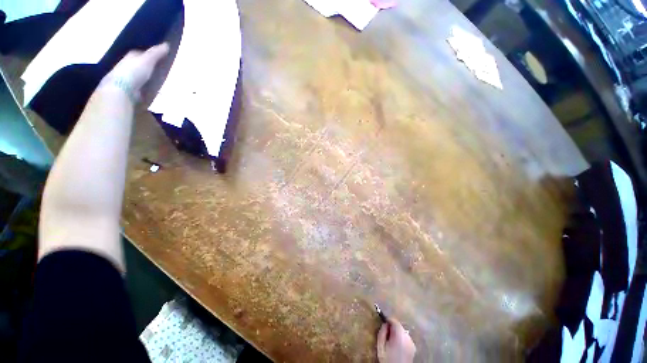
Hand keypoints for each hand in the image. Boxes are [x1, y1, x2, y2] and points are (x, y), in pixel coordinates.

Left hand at [101, 43, 169, 101]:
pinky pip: (142, 85)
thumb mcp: (147, 60)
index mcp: (131, 56)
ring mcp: (128, 78)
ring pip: (140, 74)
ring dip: (147, 76)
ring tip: (159, 79)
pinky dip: (147, 86)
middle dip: (148, 65)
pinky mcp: (131, 89)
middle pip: (140, 63)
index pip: (140, 52)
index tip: (159, 56)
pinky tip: (153, 88)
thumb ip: (156, 53)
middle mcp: (128, 65)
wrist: (122, 89)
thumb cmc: (134, 71)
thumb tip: (167, 44)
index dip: (149, 53)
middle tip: (160, 68)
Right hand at [377, 318, 415, 362]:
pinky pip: (406, 338)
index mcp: (400, 336)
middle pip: (400, 326)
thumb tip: (384, 324)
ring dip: (397, 332)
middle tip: (386, 331)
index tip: (383, 321)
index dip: (388, 320)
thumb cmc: (388, 360)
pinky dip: (401, 338)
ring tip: (391, 339)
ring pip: (403, 332)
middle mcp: (408, 338)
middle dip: (392, 327)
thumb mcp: (381, 346)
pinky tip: (396, 344)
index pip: (395, 321)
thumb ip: (382, 333)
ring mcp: (412, 343)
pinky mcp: (413, 348)